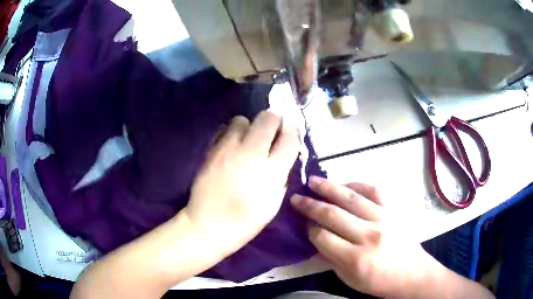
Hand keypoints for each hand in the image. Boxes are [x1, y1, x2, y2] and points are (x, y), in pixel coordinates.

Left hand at [185, 111, 299, 257]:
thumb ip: (281, 175)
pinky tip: (231, 145)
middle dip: (273, 120)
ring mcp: (228, 150)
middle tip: (271, 130)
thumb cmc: (246, 220)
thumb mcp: (274, 202)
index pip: (290, 138)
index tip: (290, 127)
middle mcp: (251, 154)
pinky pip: (223, 130)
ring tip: (247, 140)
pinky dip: (230, 133)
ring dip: (249, 126)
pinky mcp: (211, 151)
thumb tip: (281, 154)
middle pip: (268, 118)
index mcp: (272, 172)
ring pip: (242, 120)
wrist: (209, 225)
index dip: (293, 128)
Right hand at [290, 177, 439, 297]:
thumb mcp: (350, 279)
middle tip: (296, 197)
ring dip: (329, 188)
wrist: (412, 273)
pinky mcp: (394, 209)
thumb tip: (314, 239)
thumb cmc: (379, 281)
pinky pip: (374, 190)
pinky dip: (357, 184)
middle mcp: (369, 235)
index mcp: (355, 258)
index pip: (323, 237)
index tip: (302, 223)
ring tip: (313, 181)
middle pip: (333, 215)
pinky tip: (345, 184)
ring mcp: (383, 219)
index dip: (309, 229)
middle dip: (310, 205)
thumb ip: (330, 258)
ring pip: (351, 198)